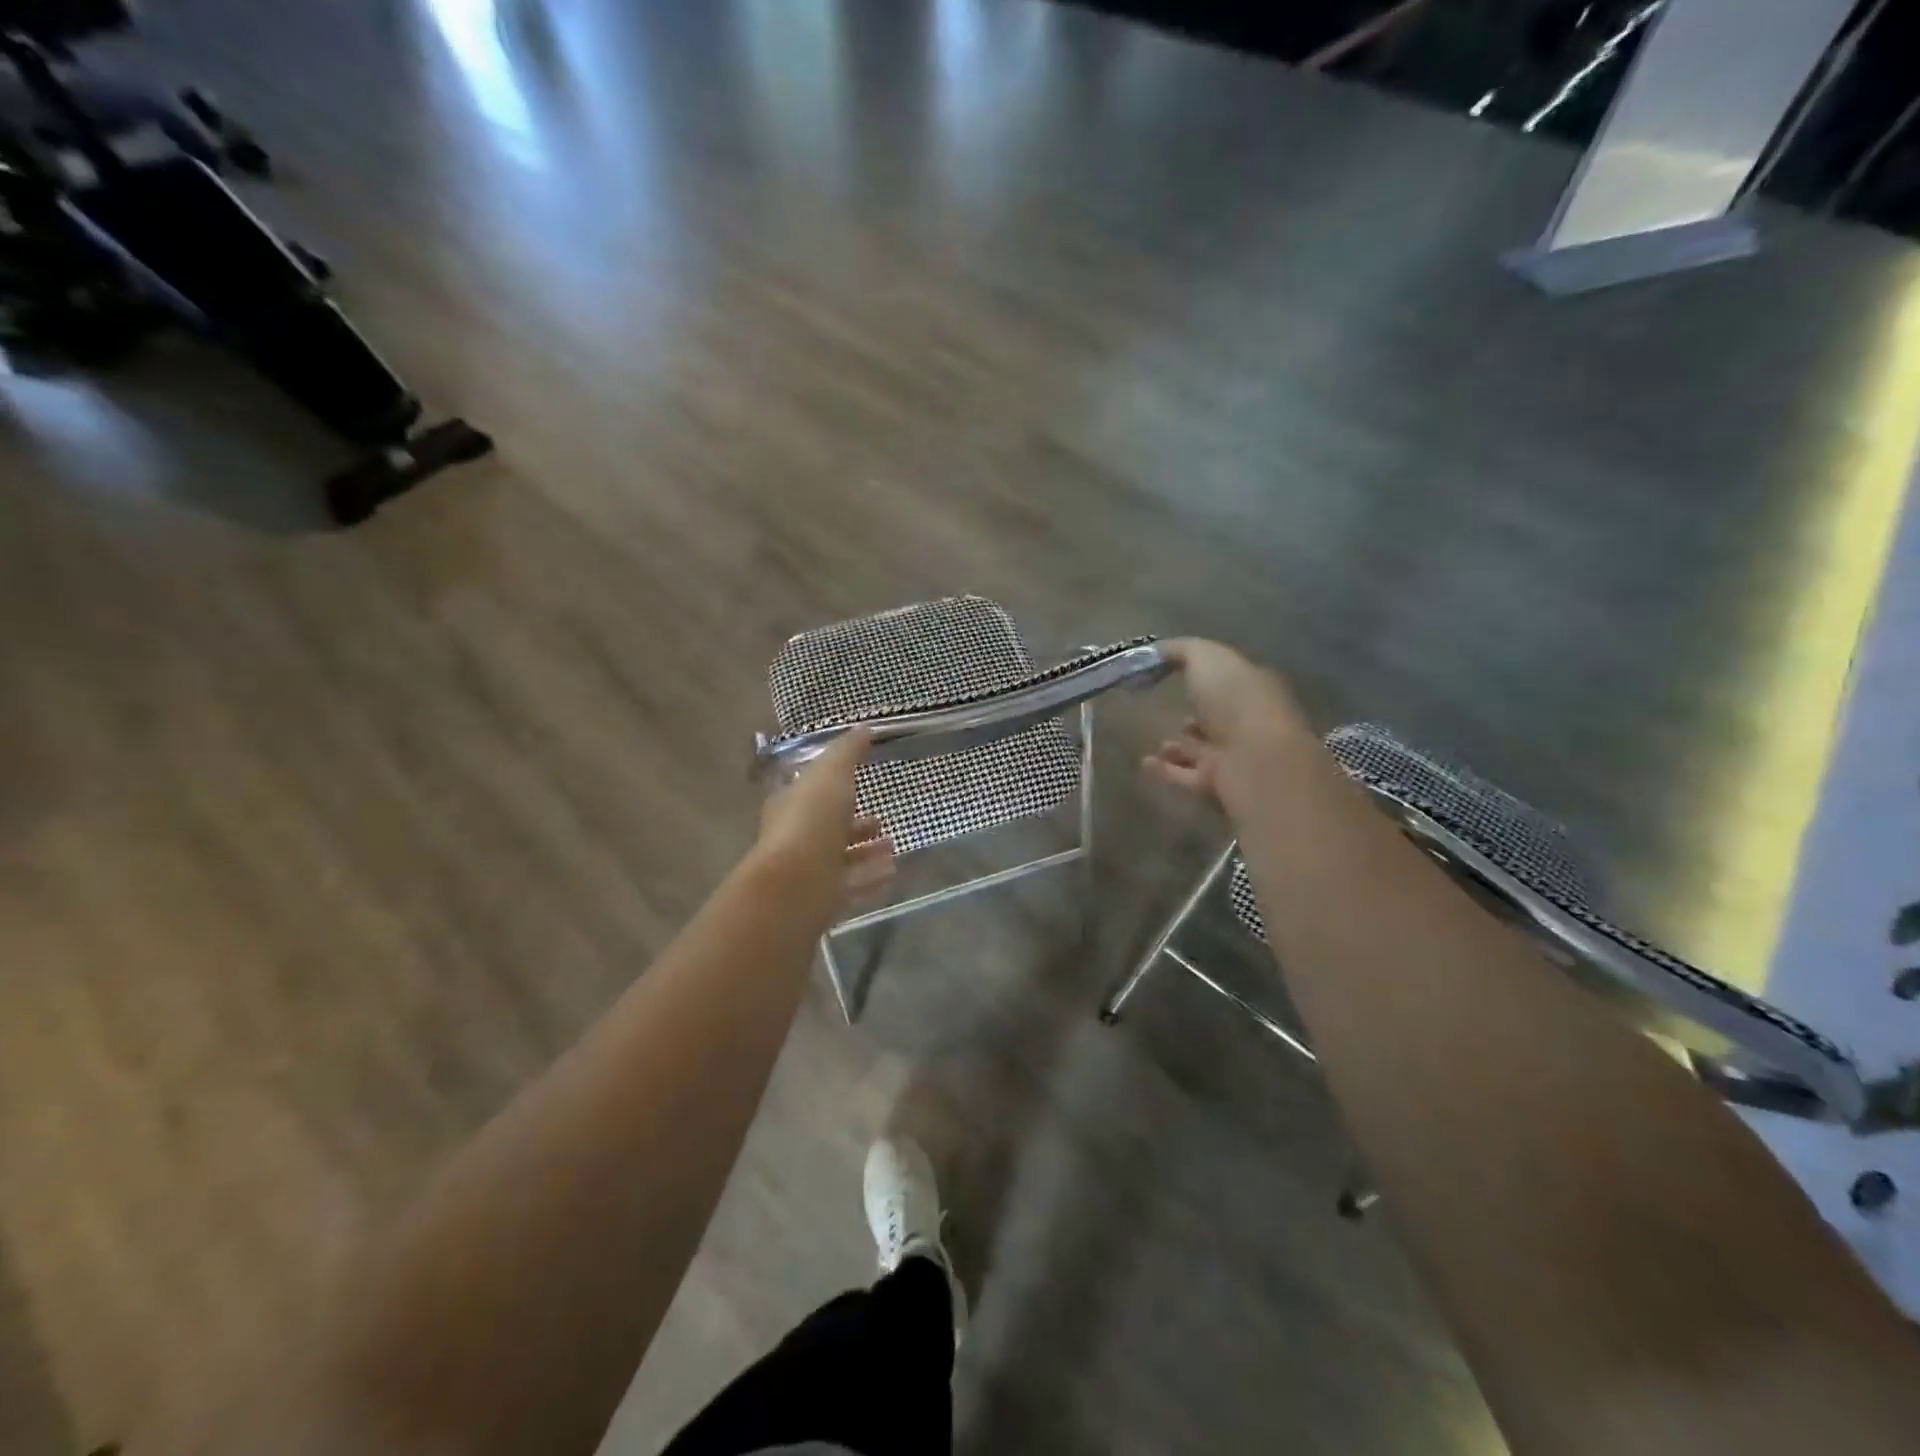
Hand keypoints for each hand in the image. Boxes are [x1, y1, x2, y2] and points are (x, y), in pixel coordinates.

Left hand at [756, 728, 894, 904]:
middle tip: (882, 821)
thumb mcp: (831, 774)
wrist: (796, 883)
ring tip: (893, 845)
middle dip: (855, 824)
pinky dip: (872, 878)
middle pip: (828, 828)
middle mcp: (797, 838)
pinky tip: (893, 873)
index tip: (858, 783)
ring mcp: (810, 870)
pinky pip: (852, 885)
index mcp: (792, 805)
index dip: (833, 787)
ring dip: (867, 852)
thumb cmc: (811, 819)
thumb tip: (863, 727)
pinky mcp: (824, 898)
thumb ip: (847, 752)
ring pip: (842, 859)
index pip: (811, 793)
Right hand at [1144, 639, 1308, 804]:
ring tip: (1156, 742)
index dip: (1206, 676)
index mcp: (1252, 688)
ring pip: (1203, 750)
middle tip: (1167, 709)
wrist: (1254, 760)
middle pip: (1219, 718)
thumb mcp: (1206, 658)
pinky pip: (1185, 776)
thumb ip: (1182, 650)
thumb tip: (1159, 651)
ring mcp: (1234, 756)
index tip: (1174, 673)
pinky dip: (1165, 771)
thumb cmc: (1235, 699)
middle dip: (1197, 714)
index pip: (1230, 680)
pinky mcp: (1217, 785)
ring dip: (1181, 747)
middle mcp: (1246, 722)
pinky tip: (1144, 763)